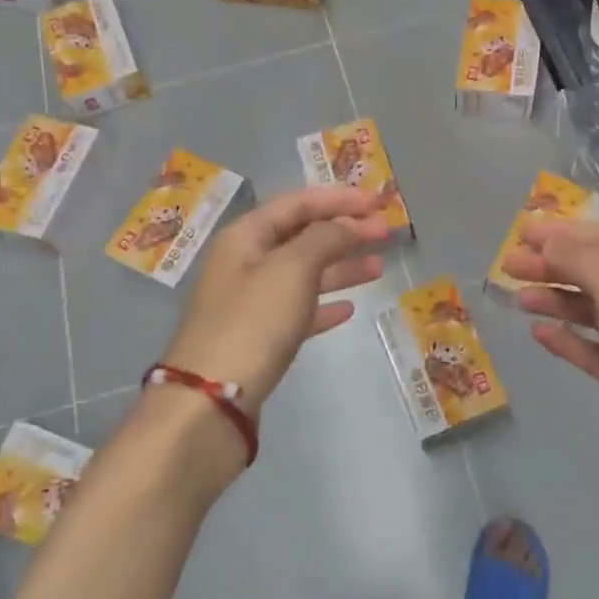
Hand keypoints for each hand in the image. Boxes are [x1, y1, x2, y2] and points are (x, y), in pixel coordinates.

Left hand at [162, 185, 390, 418]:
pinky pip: (299, 310)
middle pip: (302, 236)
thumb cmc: (253, 321)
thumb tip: (347, 224)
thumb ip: (325, 238)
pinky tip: (349, 309)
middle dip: (345, 231)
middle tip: (386, 233)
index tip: (378, 202)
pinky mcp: (260, 337)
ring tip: (380, 269)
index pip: (297, 203)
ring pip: (304, 274)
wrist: (212, 399)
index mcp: (246, 236)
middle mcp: (246, 262)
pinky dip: (324, 305)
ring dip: (342, 267)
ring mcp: (251, 302)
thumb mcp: (292, 268)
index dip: (339, 198)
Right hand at [503, 217, 598, 531]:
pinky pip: (591, 349)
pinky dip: (566, 338)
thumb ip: (585, 262)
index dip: (565, 231)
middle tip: (508, 265)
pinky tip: (539, 334)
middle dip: (552, 264)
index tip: (522, 231)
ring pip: (590, 310)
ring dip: (555, 298)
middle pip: (595, 273)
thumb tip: (550, 240)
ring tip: (518, 298)